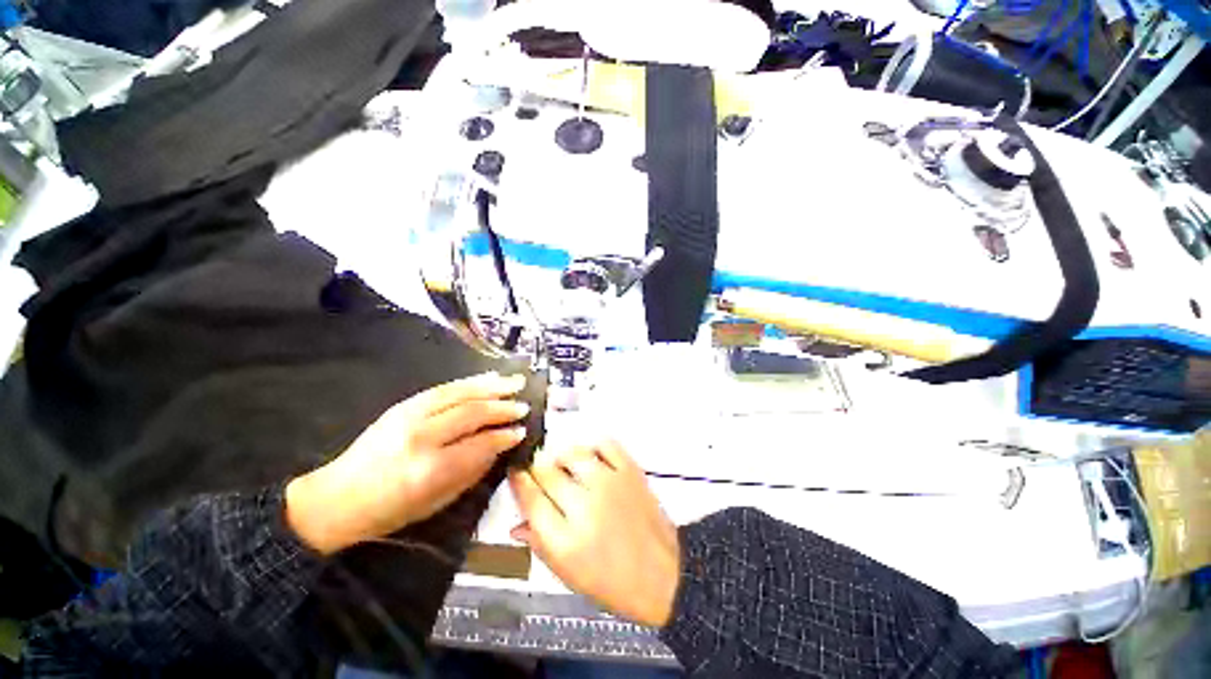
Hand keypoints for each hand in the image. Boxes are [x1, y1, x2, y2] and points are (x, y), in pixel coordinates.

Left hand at [286, 372, 530, 554]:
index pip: (479, 444)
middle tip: (524, 406)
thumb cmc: (390, 510)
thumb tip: (500, 446)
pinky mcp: (402, 405)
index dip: (504, 436)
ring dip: (491, 386)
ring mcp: (409, 416)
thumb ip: (472, 471)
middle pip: (472, 413)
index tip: (522, 432)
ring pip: (460, 394)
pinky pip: (443, 388)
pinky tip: (487, 377)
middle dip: (503, 408)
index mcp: (429, 469)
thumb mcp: (437, 502)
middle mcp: (421, 437)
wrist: (337, 498)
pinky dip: (470, 382)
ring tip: (515, 382)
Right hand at [509, 441, 679, 627]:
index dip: (519, 481)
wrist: (662, 574)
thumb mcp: (568, 574)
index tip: (516, 472)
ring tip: (562, 463)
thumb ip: (539, 544)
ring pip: (573, 453)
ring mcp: (609, 484)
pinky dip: (593, 445)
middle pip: (548, 471)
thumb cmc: (612, 582)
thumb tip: (517, 523)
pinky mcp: (629, 471)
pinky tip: (590, 456)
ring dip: (562, 455)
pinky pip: (605, 444)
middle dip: (537, 467)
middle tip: (539, 468)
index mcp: (564, 540)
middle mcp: (584, 507)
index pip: (531, 498)